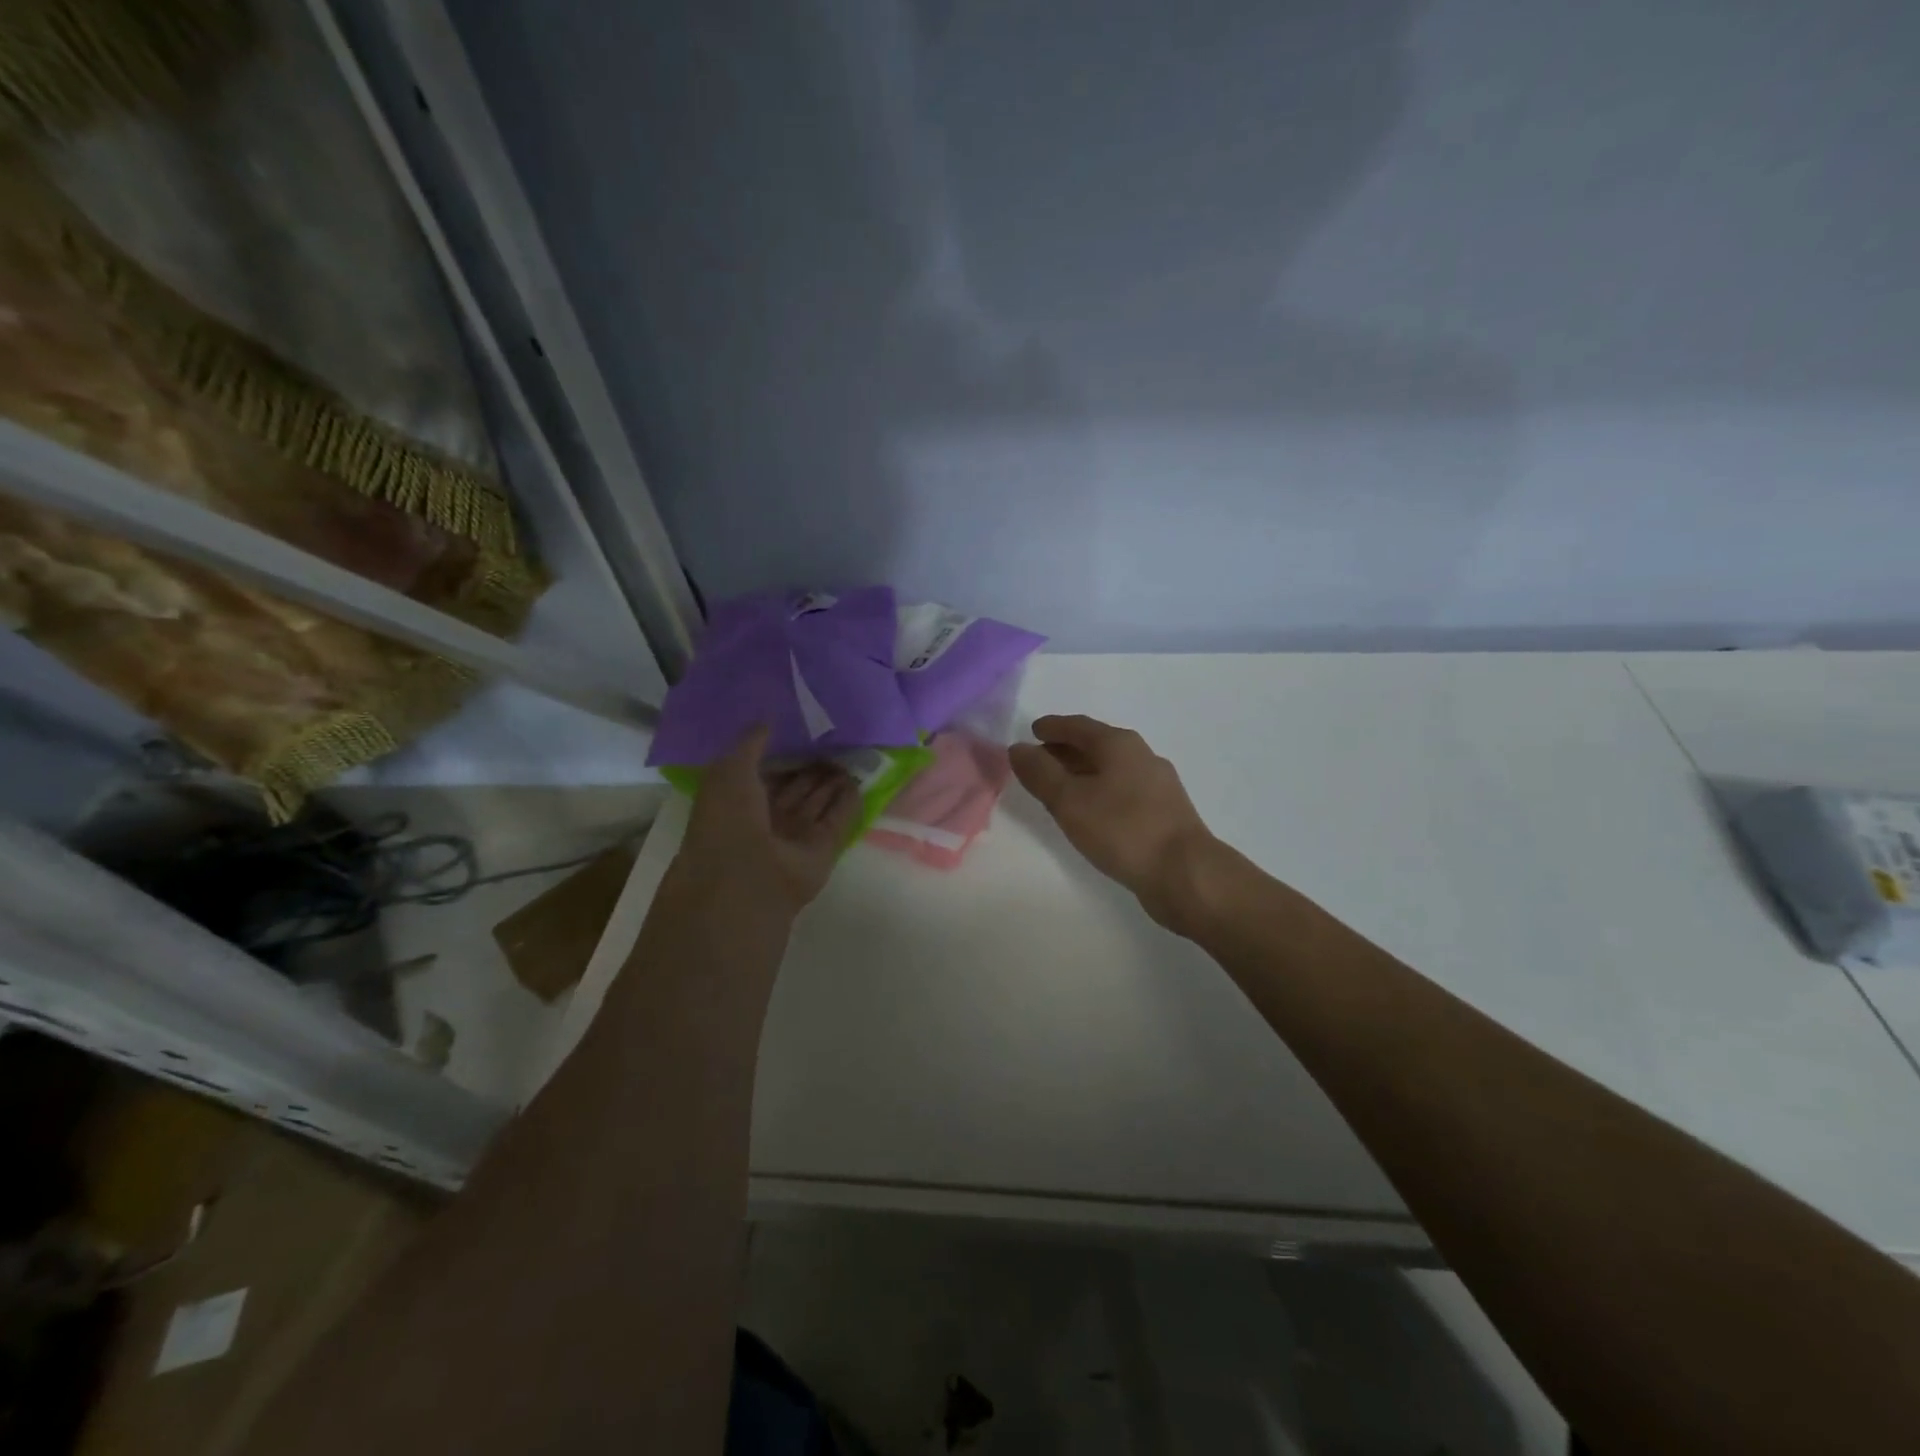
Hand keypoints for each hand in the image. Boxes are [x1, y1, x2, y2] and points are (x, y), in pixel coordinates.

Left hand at [676, 727, 860, 919]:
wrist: (748, 877)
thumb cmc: (729, 821)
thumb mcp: (728, 771)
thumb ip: (749, 745)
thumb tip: (767, 722)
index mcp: (738, 802)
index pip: (765, 773)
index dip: (782, 753)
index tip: (803, 730)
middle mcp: (767, 820)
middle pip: (795, 788)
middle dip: (812, 766)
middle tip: (834, 739)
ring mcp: (796, 836)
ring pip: (818, 802)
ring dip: (832, 781)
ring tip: (851, 753)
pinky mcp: (824, 849)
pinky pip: (840, 819)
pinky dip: (849, 801)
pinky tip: (859, 779)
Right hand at [1009, 715, 1216, 929]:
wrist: (1185, 873)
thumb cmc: (1122, 829)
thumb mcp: (1069, 801)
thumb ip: (1040, 773)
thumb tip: (1018, 748)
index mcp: (1119, 744)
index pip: (1078, 726)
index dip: (1052, 727)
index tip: (1032, 731)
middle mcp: (1141, 756)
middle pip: (1096, 745)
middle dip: (1065, 750)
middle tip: (1038, 761)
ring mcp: (1157, 785)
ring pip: (1111, 769)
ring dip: (1083, 773)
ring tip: (1058, 789)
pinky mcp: (1164, 812)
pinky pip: (1122, 791)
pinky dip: (1100, 792)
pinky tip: (1091, 813)